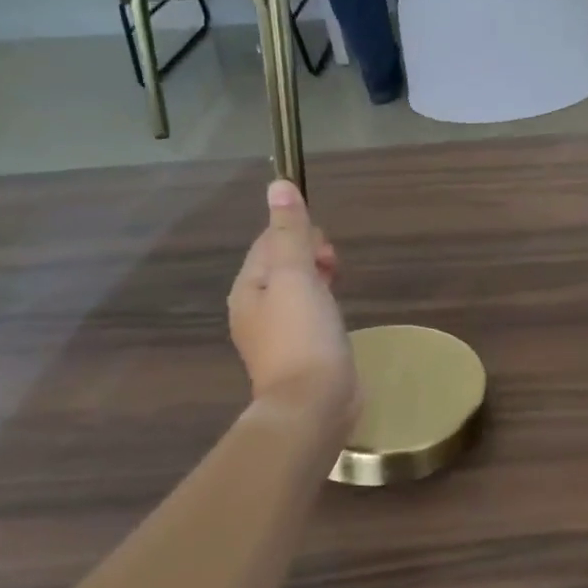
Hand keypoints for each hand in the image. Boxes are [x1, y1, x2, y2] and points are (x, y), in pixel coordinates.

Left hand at [229, 181, 357, 441]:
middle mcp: (256, 309)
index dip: (300, 235)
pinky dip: (324, 303)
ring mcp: (278, 332)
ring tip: (339, 287)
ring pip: (299, 288)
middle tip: (335, 270)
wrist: (313, 403)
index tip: (326, 251)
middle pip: (283, 264)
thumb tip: (278, 185)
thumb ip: (289, 232)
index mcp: (248, 288)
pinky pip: (310, 312)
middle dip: (312, 256)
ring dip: (320, 278)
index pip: (270, 242)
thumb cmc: (302, 335)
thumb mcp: (296, 275)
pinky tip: (338, 313)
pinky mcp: (301, 350)